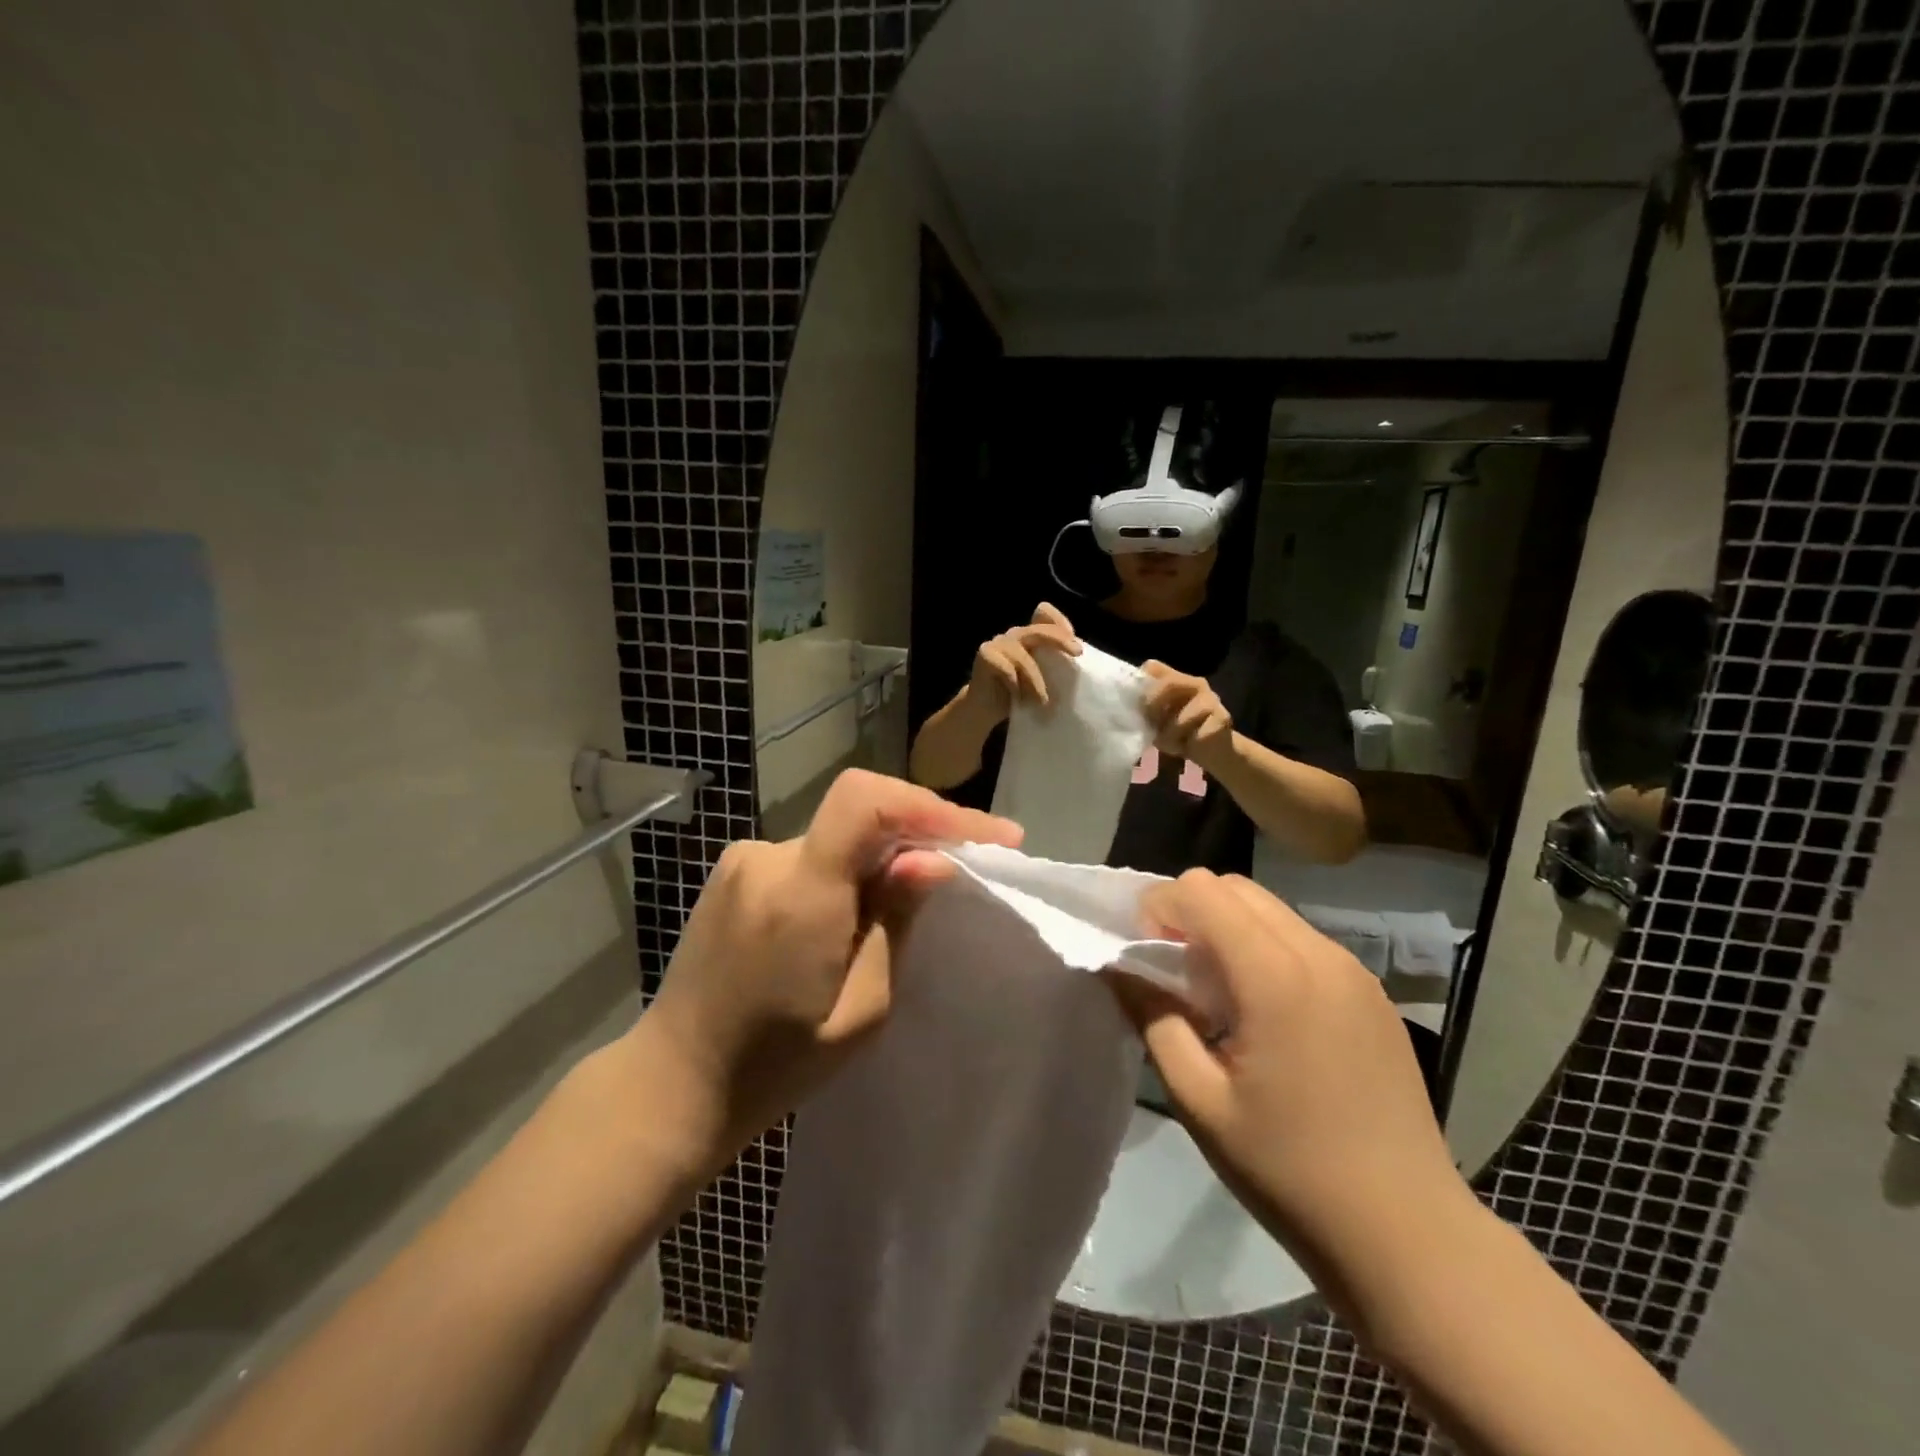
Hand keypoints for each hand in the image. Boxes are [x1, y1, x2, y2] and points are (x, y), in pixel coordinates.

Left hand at [638, 769, 1020, 1169]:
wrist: (676, 1081)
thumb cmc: (776, 1066)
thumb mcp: (861, 1010)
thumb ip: (896, 922)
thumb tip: (933, 860)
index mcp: (799, 896)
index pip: (865, 800)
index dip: (933, 806)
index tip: (989, 836)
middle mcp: (766, 859)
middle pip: (859, 814)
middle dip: (919, 833)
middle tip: (966, 868)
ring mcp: (742, 860)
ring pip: (837, 834)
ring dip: (880, 856)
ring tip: (904, 904)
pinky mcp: (733, 871)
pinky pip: (810, 852)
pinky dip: (845, 868)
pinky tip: (852, 913)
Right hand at [968, 603, 1080, 718]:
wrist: (985, 709)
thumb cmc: (1017, 694)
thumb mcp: (1041, 677)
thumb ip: (1054, 665)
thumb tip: (1081, 664)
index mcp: (1029, 636)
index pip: (1044, 613)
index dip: (1060, 622)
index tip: (1076, 648)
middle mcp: (1015, 635)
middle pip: (1038, 629)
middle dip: (1060, 641)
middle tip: (1076, 655)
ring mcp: (998, 643)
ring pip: (1023, 657)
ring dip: (1036, 681)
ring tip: (1043, 702)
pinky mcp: (985, 654)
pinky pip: (1007, 669)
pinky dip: (1015, 685)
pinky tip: (1017, 697)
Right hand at [1109, 870, 1469, 1308]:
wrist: (1408, 1234)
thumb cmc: (1289, 1171)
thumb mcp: (1199, 1101)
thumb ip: (1153, 1019)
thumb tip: (1120, 966)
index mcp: (1275, 976)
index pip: (1201, 890)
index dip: (1159, 909)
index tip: (1147, 959)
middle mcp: (1319, 954)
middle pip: (1235, 887)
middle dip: (1191, 912)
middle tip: (1176, 974)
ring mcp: (1354, 971)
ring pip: (1270, 909)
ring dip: (1228, 929)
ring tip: (1219, 997)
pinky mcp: (1372, 992)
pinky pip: (1302, 939)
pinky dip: (1265, 949)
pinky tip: (1265, 1015)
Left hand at [1141, 661, 1233, 768]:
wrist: (1211, 752)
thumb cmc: (1178, 734)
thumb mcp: (1156, 720)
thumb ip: (1145, 708)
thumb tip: (1125, 706)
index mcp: (1176, 680)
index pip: (1153, 667)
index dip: (1140, 683)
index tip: (1133, 704)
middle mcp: (1195, 684)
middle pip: (1169, 683)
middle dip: (1153, 705)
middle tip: (1150, 724)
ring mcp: (1211, 699)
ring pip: (1182, 717)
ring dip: (1170, 735)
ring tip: (1169, 744)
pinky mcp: (1222, 719)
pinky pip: (1197, 734)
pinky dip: (1187, 744)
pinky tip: (1188, 746)